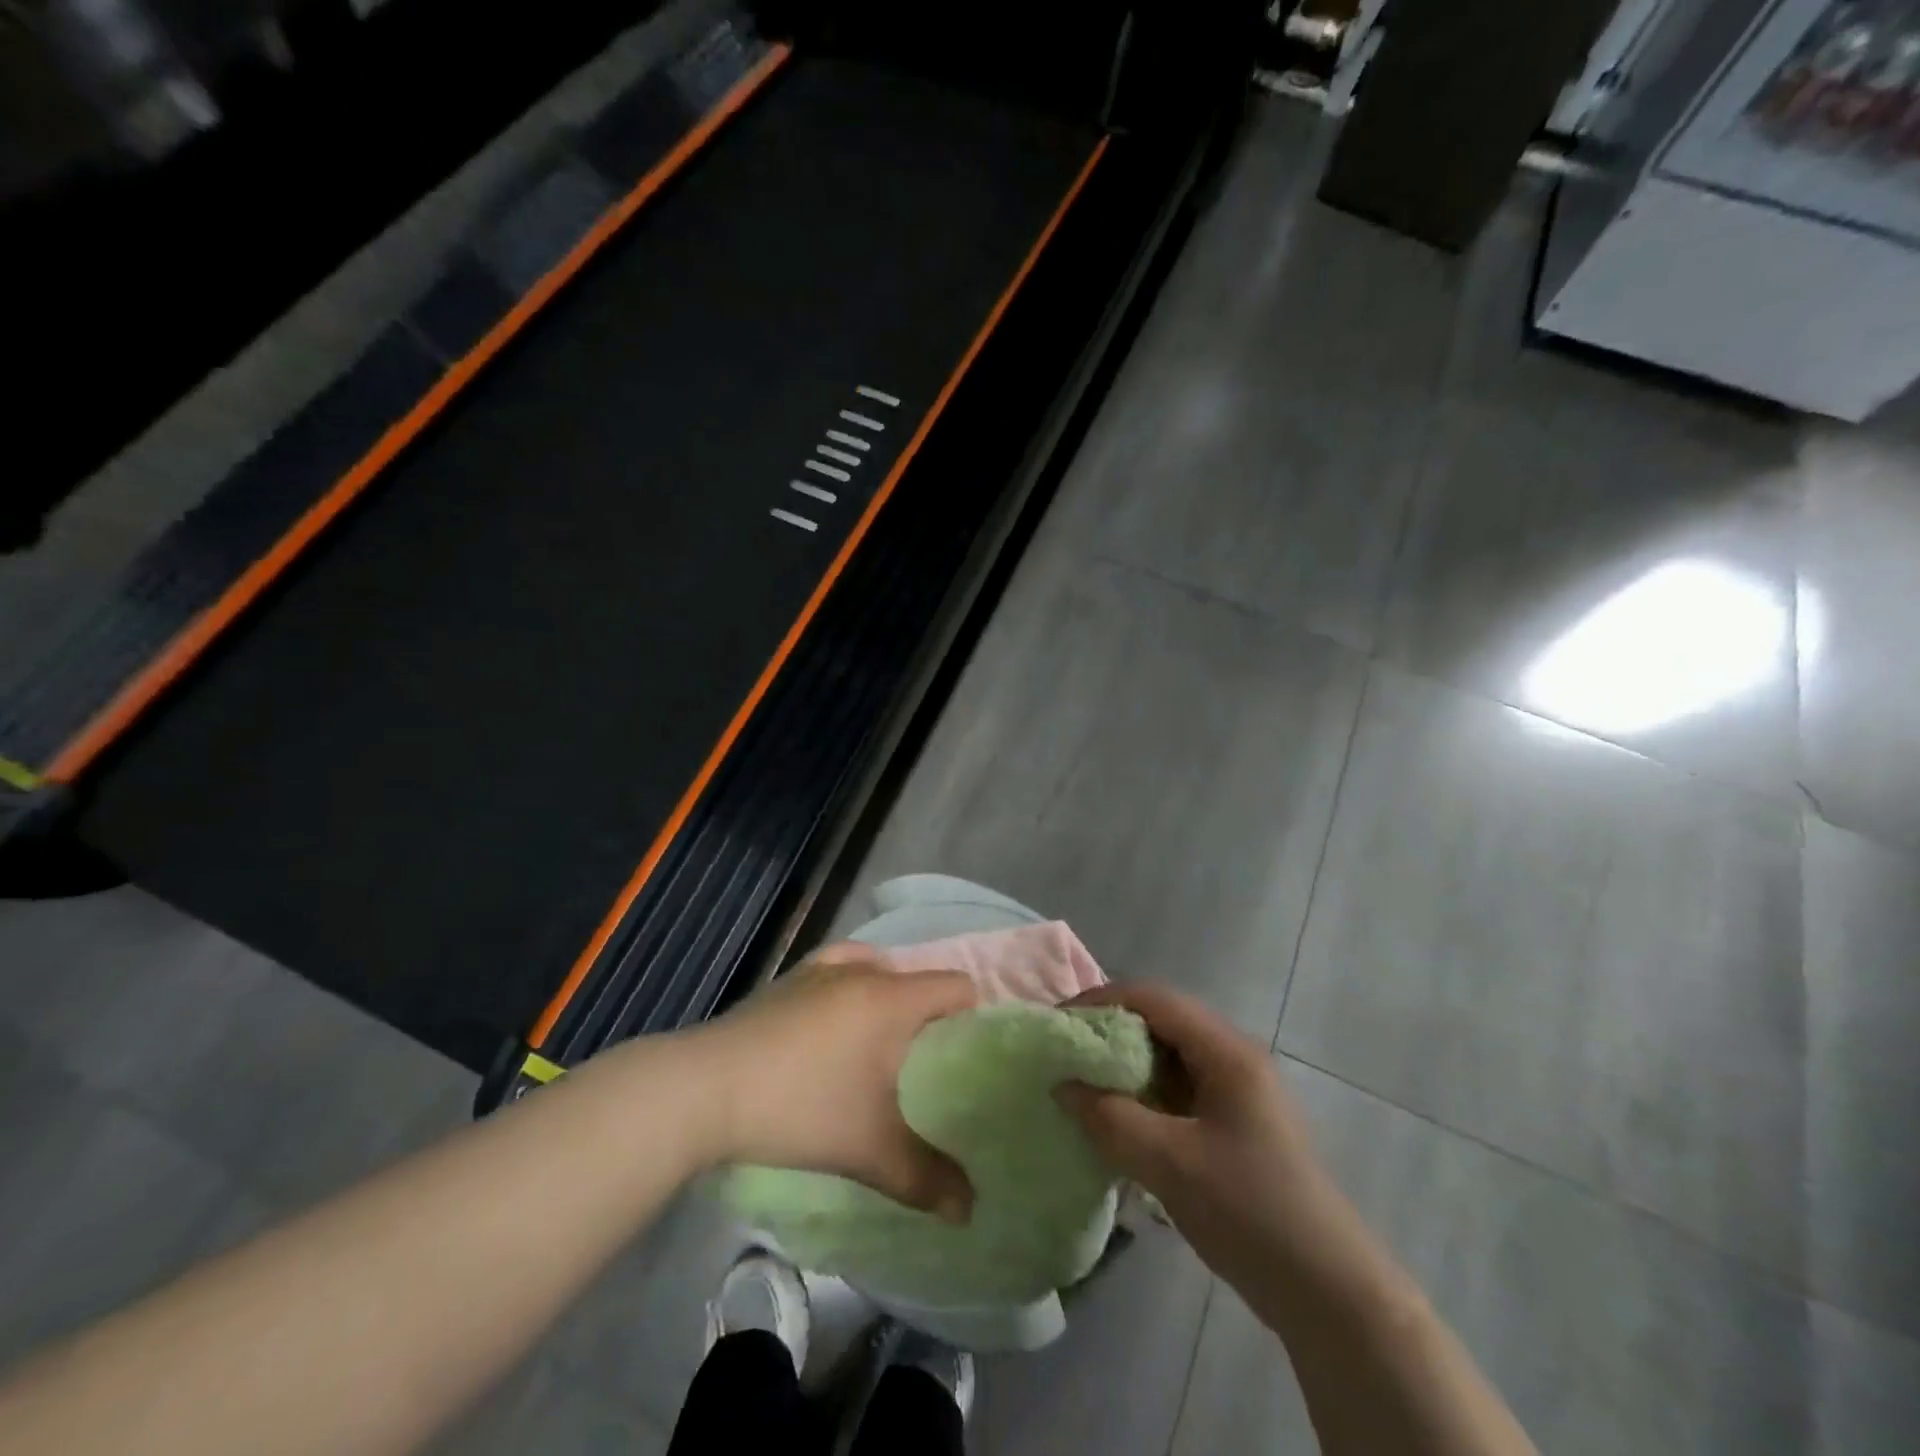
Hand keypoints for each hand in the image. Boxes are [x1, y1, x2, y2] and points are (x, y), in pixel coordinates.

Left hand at [688, 944, 976, 1221]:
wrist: (705, 1088)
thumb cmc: (800, 1108)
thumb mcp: (869, 1150)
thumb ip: (926, 1179)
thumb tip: (968, 1211)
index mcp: (892, 998)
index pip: (957, 985)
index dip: (974, 1013)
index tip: (971, 1051)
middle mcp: (863, 970)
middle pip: (919, 979)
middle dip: (932, 1014)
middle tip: (931, 1062)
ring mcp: (822, 969)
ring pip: (879, 970)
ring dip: (892, 998)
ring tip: (886, 1044)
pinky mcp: (790, 978)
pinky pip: (840, 968)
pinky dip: (853, 985)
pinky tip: (839, 1017)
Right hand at [1055, 983, 1344, 1289]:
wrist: (1329, 1296)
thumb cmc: (1251, 1213)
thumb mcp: (1170, 1164)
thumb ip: (1110, 1118)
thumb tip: (1061, 1085)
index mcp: (1226, 1051)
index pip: (1153, 999)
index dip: (1101, 1002)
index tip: (1058, 1024)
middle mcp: (1233, 1058)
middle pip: (1160, 1022)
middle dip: (1109, 1033)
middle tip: (1064, 1055)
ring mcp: (1237, 1092)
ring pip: (1167, 1057)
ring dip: (1124, 1066)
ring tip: (1081, 1086)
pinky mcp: (1234, 1124)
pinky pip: (1178, 1090)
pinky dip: (1143, 1095)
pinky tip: (1117, 1121)